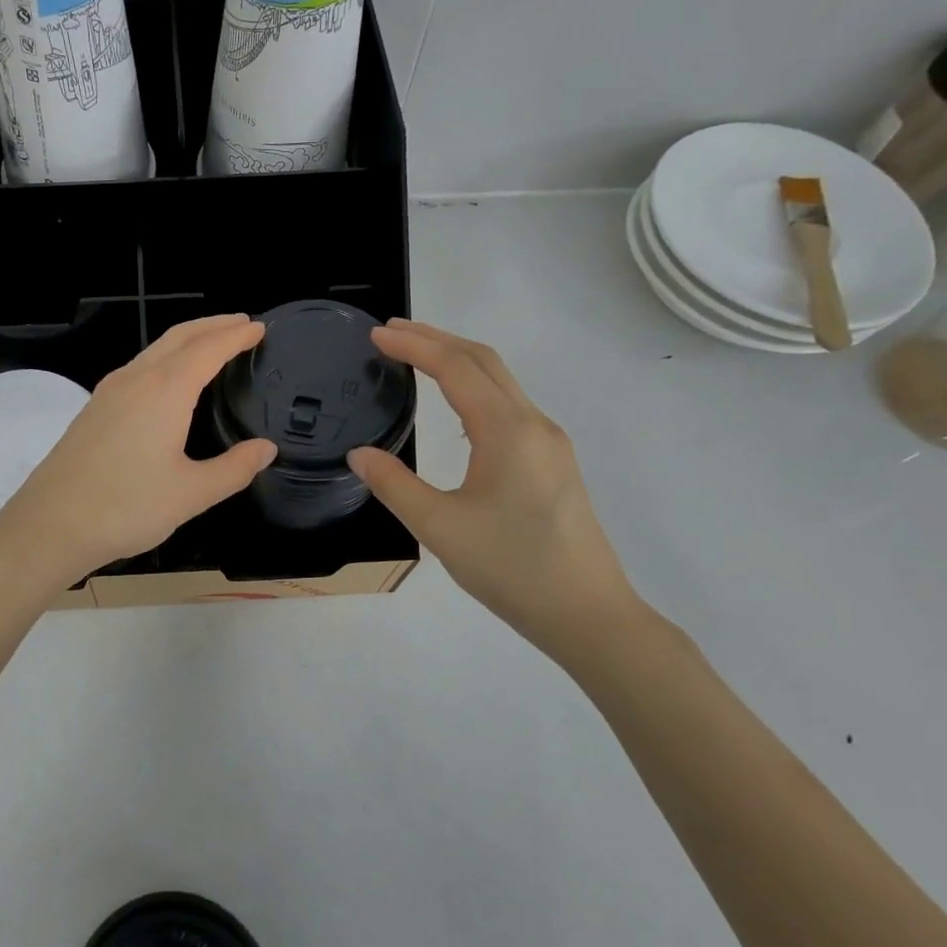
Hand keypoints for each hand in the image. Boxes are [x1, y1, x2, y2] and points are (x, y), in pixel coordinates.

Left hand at [0, 315, 276, 590]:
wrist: (51, 524)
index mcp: (164, 391)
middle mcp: (135, 380)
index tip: (259, 328)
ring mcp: (108, 392)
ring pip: (153, 350)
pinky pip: (137, 368)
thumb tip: (266, 449)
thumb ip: (234, 469)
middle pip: (178, 337)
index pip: (208, 349)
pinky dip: (164, 359)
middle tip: (241, 323)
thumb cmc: (127, 508)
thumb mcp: (191, 494)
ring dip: (186, 340)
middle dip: (212, 325)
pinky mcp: (93, 409)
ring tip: (210, 344)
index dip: (236, 335)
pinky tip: (167, 380)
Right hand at [348, 320, 640, 658]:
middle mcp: (533, 424)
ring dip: (458, 361)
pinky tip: (455, 408)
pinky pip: (509, 406)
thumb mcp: (439, 528)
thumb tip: (359, 454)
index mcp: (507, 431)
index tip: (377, 335)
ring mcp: (548, 442)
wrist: (586, 613)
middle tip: (391, 333)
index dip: (415, 345)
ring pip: (500, 382)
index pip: (457, 368)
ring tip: (416, 358)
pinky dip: (474, 387)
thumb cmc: (511, 568)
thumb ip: (393, 485)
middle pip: (484, 361)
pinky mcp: (552, 462)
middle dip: (436, 339)